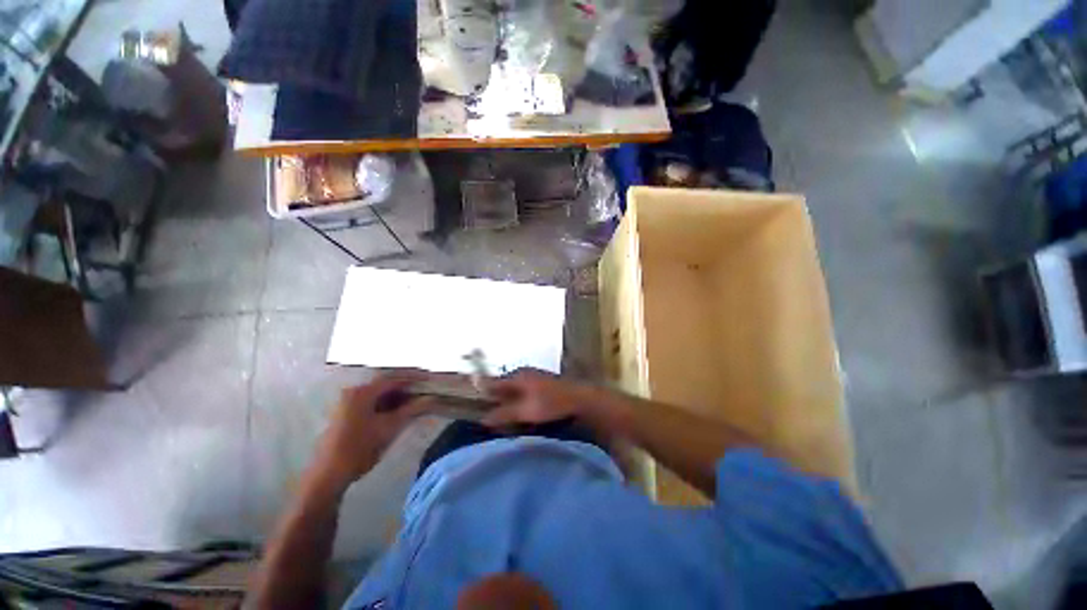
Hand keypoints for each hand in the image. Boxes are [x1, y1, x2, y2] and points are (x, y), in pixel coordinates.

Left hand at [311, 371, 432, 490]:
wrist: (328, 476)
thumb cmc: (359, 449)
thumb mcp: (390, 428)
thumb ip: (412, 410)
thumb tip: (432, 398)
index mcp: (363, 392)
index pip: (394, 378)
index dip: (414, 377)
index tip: (430, 378)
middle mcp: (355, 392)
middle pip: (387, 384)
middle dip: (408, 387)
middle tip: (427, 390)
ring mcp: (349, 403)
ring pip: (381, 394)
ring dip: (399, 396)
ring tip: (418, 400)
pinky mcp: (348, 414)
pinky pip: (374, 402)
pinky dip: (389, 404)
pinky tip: (401, 411)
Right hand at [483, 368, 595, 427]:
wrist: (582, 400)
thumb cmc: (552, 403)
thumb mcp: (525, 410)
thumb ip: (504, 414)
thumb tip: (484, 419)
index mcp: (518, 376)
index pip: (493, 384)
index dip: (482, 396)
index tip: (474, 411)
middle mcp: (524, 375)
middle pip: (503, 390)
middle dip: (497, 406)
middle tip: (493, 424)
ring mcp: (534, 381)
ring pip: (514, 396)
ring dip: (509, 409)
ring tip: (507, 425)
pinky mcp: (542, 389)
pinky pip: (524, 399)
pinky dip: (521, 409)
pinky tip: (523, 420)